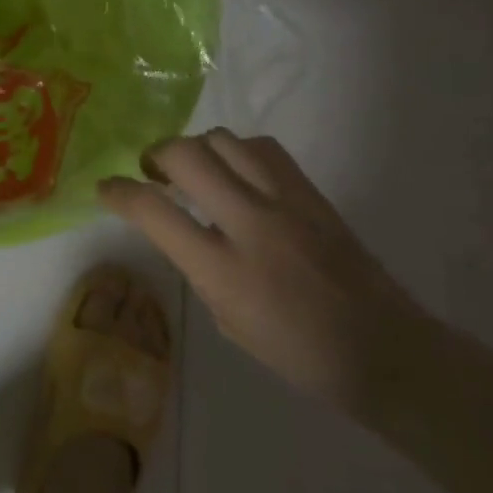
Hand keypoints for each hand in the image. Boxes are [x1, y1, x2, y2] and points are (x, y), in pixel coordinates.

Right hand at [99, 128, 429, 411]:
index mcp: (223, 270)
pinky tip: (236, 171)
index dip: (118, 193)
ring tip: (193, 167)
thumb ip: (196, 265)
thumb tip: (177, 228)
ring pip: (223, 140)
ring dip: (196, 148)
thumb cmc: (297, 351)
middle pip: (186, 155)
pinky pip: (262, 147)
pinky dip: (236, 150)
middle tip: (151, 171)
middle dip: (155, 154)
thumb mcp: (226, 318)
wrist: (386, 351)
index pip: (153, 212)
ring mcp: (286, 203)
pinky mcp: (311, 193)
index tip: (105, 188)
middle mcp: (250, 224)